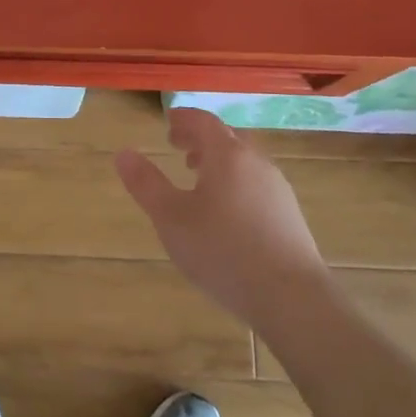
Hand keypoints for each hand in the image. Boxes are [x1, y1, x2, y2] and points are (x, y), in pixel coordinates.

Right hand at [115, 108, 328, 330]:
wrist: (292, 298)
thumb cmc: (223, 251)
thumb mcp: (171, 218)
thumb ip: (146, 184)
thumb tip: (123, 153)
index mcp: (227, 155)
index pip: (204, 121)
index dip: (184, 118)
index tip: (168, 121)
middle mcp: (256, 163)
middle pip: (227, 138)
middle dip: (201, 139)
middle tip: (178, 147)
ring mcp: (278, 189)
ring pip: (245, 162)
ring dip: (219, 161)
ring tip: (199, 179)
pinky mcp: (290, 216)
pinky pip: (257, 184)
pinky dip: (236, 182)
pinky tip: (227, 212)